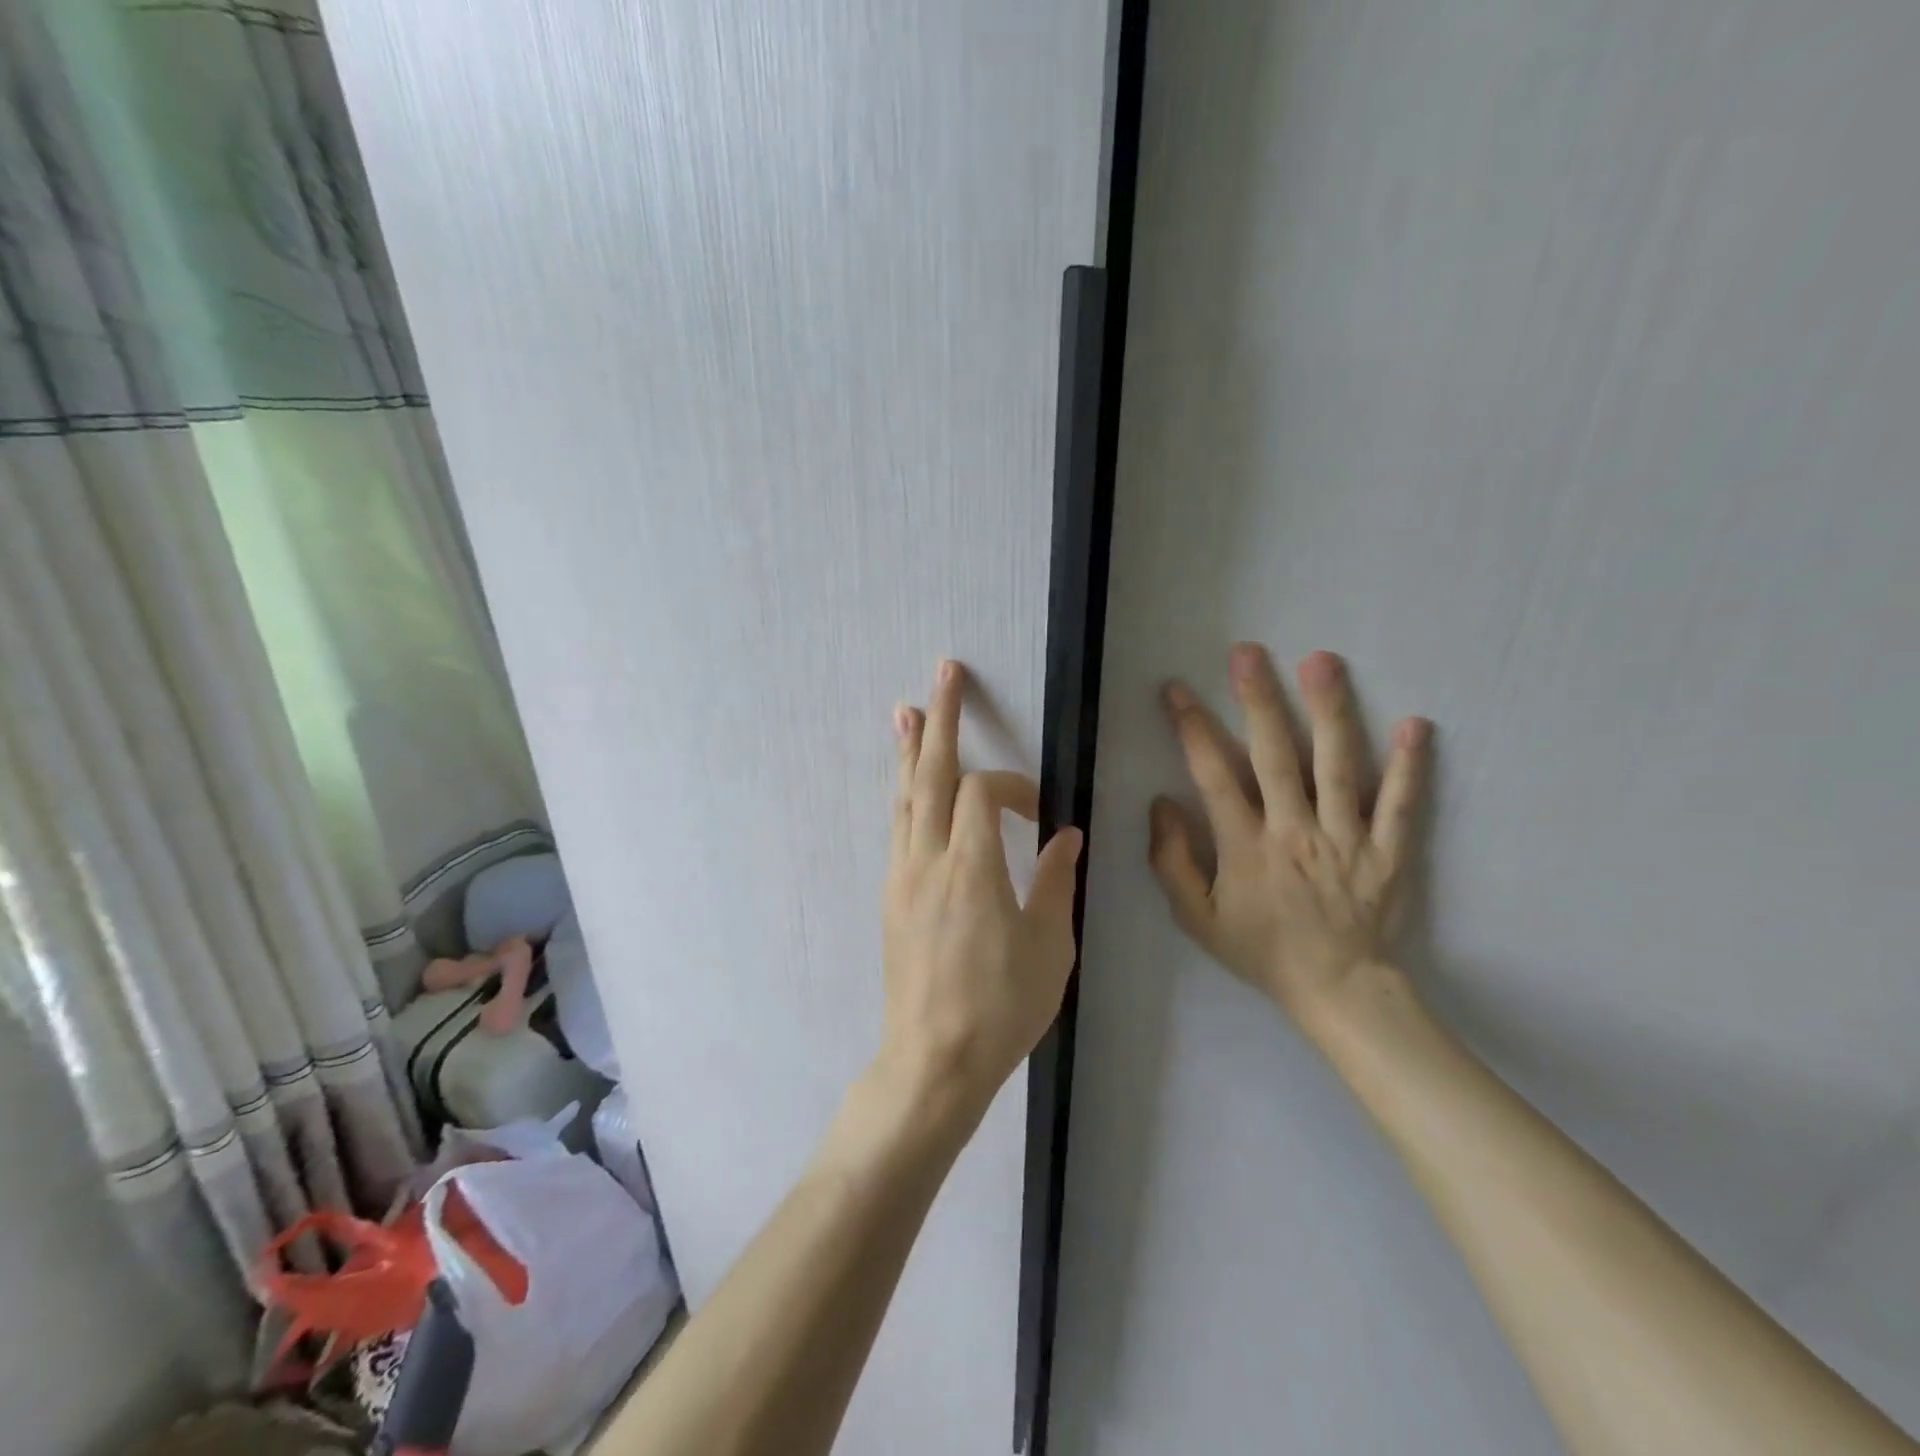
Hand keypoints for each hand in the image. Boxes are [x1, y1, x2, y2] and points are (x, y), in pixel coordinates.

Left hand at [880, 660, 1082, 1123]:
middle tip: (943, 673)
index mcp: (970, 868)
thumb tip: (1065, 835)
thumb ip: (1056, 881)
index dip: (1013, 786)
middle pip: (929, 774)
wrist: (933, 1060)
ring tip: (908, 711)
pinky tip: (908, 784)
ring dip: (910, 751)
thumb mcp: (1049, 948)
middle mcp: (927, 860)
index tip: (1041, 815)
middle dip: (941, 720)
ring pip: (904, 797)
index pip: (981, 792)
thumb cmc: (1001, 1008)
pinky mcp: (891, 896)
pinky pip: (898, 827)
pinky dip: (905, 794)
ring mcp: (902, 876)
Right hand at [1149, 645, 1430, 1031]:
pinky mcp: (1390, 852)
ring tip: (1321, 661)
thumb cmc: (1261, 951)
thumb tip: (1163, 802)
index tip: (1176, 689)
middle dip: (1257, 700)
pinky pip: (1402, 805)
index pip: (1214, 776)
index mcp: (1245, 848)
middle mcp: (1295, 833)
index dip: (1192, 728)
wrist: (1337, 991)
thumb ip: (1172, 861)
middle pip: (1274, 756)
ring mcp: (1348, 839)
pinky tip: (1415, 725)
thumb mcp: (1197, 918)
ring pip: (1338, 767)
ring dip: (1329, 712)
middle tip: (1247, 652)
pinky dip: (1410, 766)